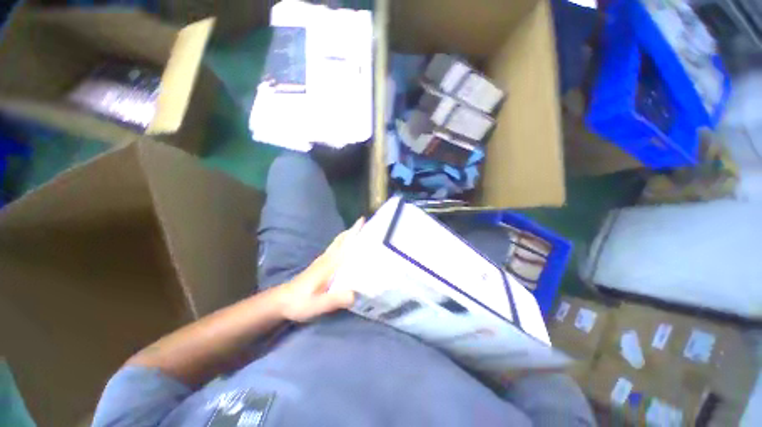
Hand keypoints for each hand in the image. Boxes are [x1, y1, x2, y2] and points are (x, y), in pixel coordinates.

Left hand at [275, 218, 363, 321]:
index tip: (363, 220)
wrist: (281, 301)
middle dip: (353, 230)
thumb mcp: (318, 305)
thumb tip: (357, 294)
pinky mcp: (321, 264)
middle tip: (366, 223)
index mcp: (328, 265)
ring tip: (361, 232)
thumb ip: (336, 300)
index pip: (344, 245)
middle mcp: (327, 259)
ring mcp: (323, 260)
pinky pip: (335, 248)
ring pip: (338, 243)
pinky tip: (348, 247)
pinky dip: (343, 242)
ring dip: (349, 235)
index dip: (353, 233)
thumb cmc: (300, 302)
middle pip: (341, 240)